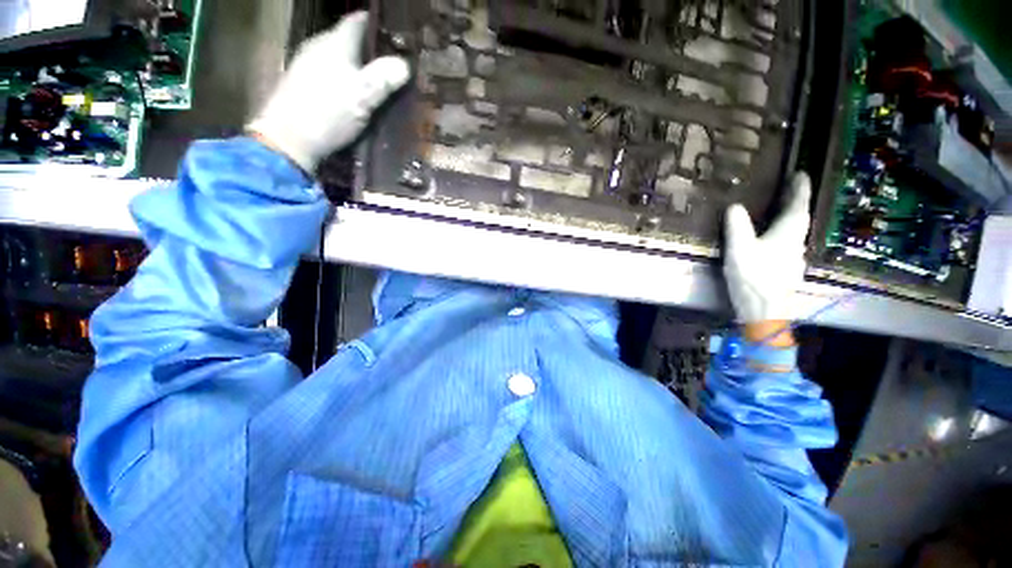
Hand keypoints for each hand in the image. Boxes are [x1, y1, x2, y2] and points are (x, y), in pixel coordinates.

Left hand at [247, 12, 410, 172]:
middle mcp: (319, 47)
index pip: (357, 21)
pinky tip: (355, 93)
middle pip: (348, 40)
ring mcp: (308, 65)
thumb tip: (405, 64)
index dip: (377, 24)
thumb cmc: (327, 113)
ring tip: (378, 79)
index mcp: (334, 43)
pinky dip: (346, 78)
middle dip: (370, 48)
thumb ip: (383, 78)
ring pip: (339, 57)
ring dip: (358, 65)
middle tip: (393, 62)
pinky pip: (331, 73)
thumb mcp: (362, 97)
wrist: (288, 140)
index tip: (397, 34)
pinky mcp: (303, 85)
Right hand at [724, 172, 811, 325]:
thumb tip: (734, 205)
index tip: (802, 173)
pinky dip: (783, 235)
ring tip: (779, 212)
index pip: (798, 205)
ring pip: (795, 232)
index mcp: (788, 233)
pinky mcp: (786, 270)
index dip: (800, 188)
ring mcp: (793, 258)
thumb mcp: (739, 249)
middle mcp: (796, 243)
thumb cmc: (753, 277)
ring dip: (790, 218)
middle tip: (790, 189)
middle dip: (796, 201)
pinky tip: (772, 241)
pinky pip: (788, 245)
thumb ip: (737, 226)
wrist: (764, 310)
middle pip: (800, 217)